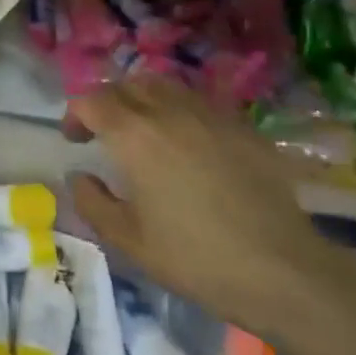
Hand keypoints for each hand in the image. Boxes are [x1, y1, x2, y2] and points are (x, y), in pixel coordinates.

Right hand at [66, 78, 334, 337]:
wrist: (281, 269)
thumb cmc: (194, 258)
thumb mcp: (127, 240)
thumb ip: (92, 202)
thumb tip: (79, 175)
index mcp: (134, 136)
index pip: (92, 101)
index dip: (75, 114)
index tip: (74, 139)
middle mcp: (169, 112)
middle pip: (127, 85)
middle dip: (107, 102)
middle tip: (103, 131)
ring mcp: (210, 115)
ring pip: (164, 86)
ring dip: (142, 99)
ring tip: (143, 130)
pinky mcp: (242, 127)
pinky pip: (199, 103)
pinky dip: (179, 111)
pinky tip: (187, 144)